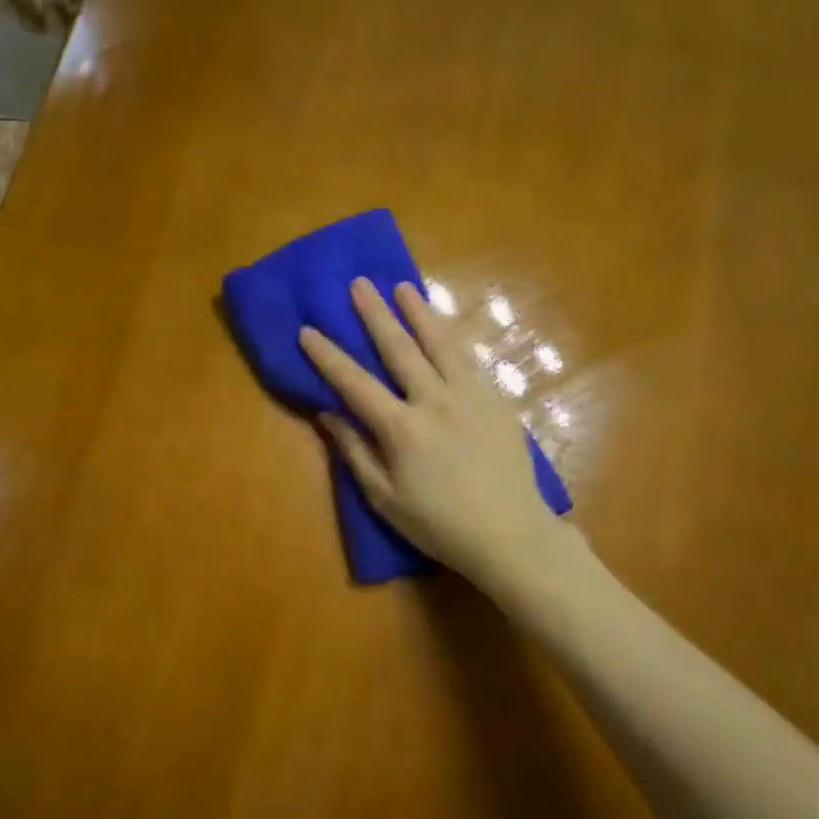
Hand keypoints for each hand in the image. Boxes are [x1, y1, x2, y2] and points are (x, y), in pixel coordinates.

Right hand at [299, 277, 566, 586]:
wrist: (510, 534)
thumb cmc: (439, 525)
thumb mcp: (384, 499)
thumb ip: (355, 452)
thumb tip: (327, 414)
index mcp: (402, 430)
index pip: (355, 383)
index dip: (328, 356)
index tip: (308, 330)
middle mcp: (436, 401)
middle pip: (400, 349)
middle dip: (375, 315)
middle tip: (359, 284)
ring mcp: (471, 396)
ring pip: (441, 343)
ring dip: (420, 312)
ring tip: (404, 287)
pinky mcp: (497, 400)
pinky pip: (470, 359)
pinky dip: (452, 337)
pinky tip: (443, 327)